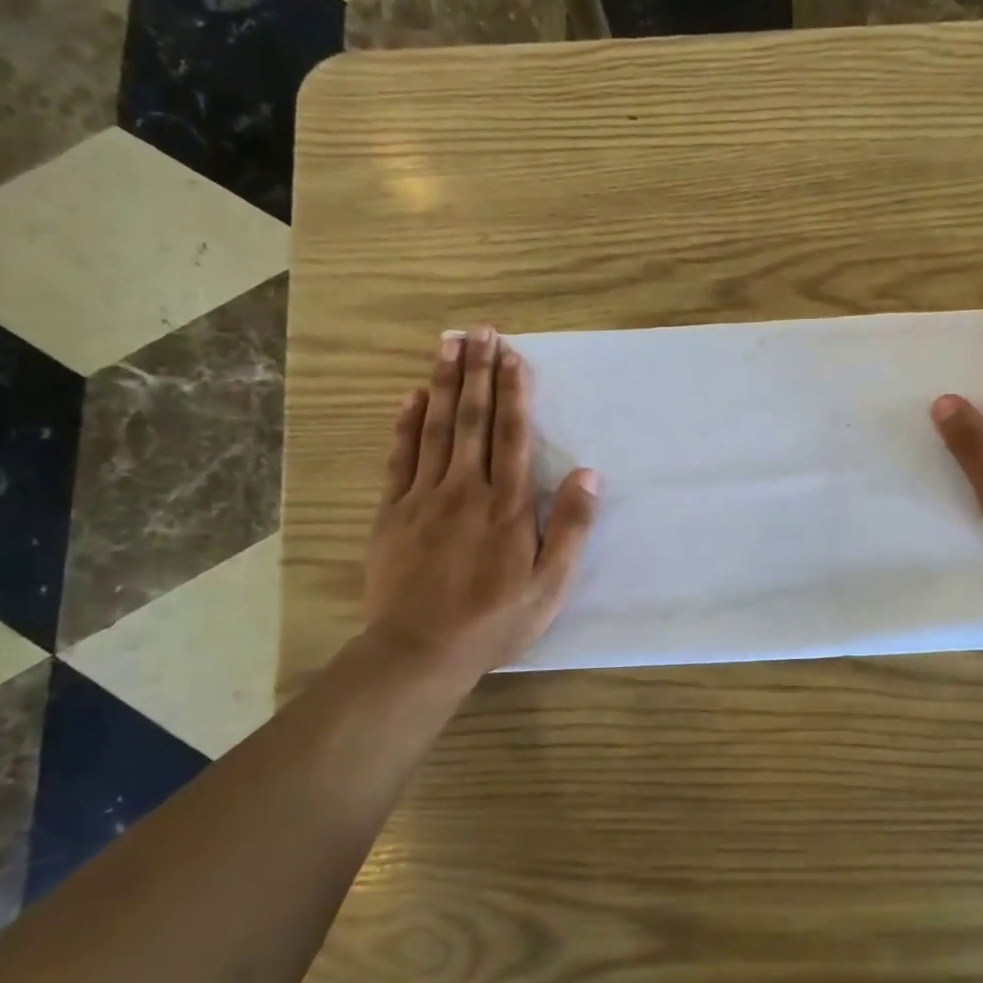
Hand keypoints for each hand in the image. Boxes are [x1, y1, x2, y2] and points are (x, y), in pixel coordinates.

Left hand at [363, 326, 598, 688]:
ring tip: (449, 345)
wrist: (419, 651)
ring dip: (445, 384)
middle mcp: (466, 489)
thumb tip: (589, 473)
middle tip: (481, 331)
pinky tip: (412, 397)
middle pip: (474, 420)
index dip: (514, 392)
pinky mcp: (393, 512)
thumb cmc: (494, 621)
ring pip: (436, 429)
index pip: (513, 435)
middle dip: (479, 373)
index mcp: (507, 505)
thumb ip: (570, 527)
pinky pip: (400, 458)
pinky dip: (406, 424)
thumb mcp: (550, 584)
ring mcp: (424, 497)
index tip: (513, 355)